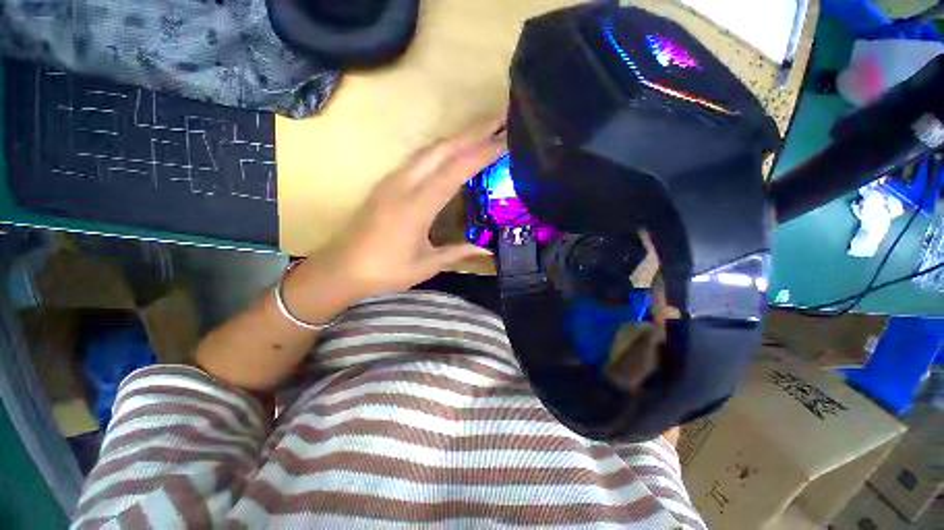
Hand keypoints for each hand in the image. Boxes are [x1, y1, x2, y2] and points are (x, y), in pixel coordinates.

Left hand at [289, 116, 506, 316]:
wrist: (341, 269)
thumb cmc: (384, 271)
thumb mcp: (425, 265)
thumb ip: (457, 253)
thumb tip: (485, 248)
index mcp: (415, 207)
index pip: (454, 170)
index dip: (482, 152)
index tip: (506, 139)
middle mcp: (403, 185)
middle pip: (442, 149)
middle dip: (473, 132)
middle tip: (501, 119)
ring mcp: (392, 180)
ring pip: (429, 149)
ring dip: (457, 137)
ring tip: (483, 131)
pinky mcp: (387, 183)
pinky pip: (418, 158)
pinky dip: (441, 149)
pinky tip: (453, 151)